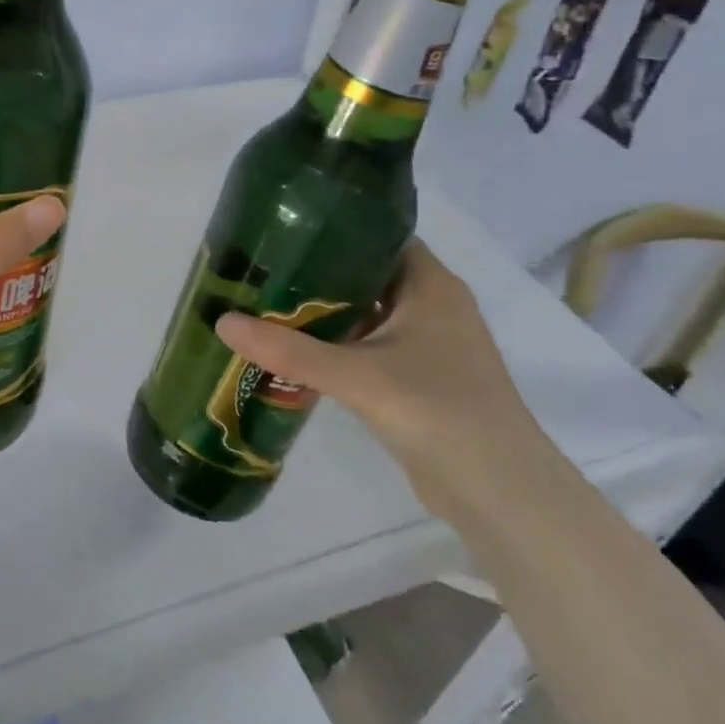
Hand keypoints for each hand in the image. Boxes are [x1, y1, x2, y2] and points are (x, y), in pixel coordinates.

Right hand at [214, 239, 555, 524]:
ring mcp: (429, 344)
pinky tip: (297, 348)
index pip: (378, 235)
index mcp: (430, 285)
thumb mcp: (357, 377)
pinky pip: (370, 344)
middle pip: (366, 273)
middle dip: (317, 271)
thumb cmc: (439, 413)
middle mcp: (432, 305)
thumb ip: (289, 350)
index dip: (333, 227)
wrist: (503, 496)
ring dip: (325, 310)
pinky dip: (337, 342)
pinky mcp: (420, 377)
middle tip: (263, 267)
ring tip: (268, 301)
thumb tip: (222, 322)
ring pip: (367, 311)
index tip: (283, 230)